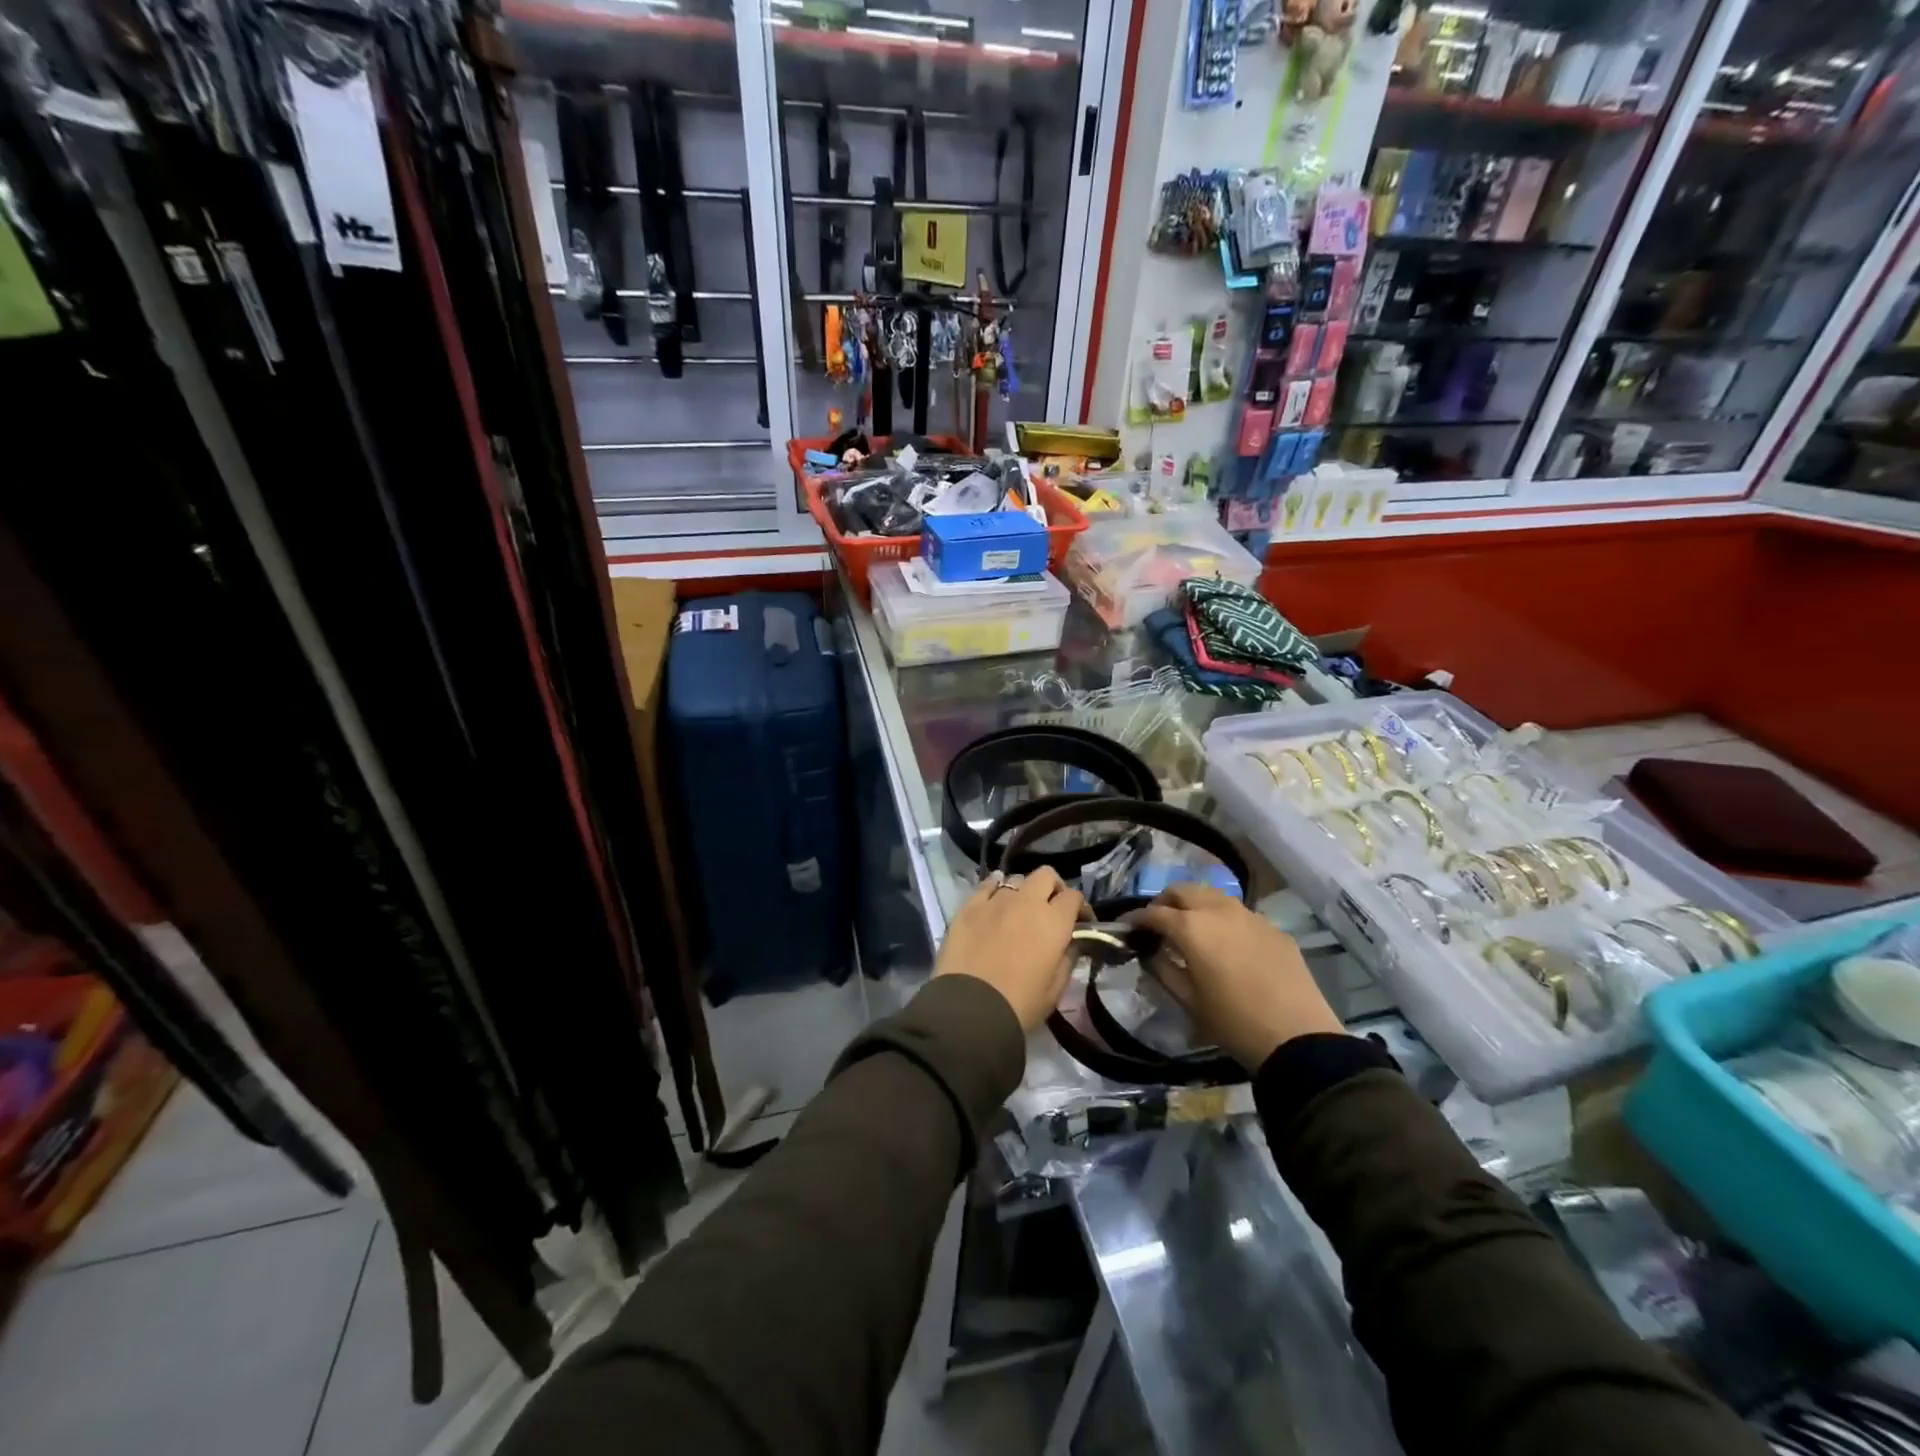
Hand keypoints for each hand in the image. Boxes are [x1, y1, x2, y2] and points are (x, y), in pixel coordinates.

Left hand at [934, 868, 1085, 1033]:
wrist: (970, 1010)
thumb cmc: (1020, 1004)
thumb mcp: (1056, 989)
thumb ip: (1068, 959)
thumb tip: (1071, 943)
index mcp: (1053, 922)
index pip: (1074, 897)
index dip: (1080, 907)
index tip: (1079, 922)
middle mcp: (1027, 902)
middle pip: (1045, 875)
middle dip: (1053, 888)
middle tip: (1050, 909)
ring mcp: (995, 900)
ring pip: (1015, 879)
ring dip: (1022, 891)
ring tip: (1018, 910)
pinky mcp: (969, 906)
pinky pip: (986, 885)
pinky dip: (994, 888)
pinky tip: (994, 899)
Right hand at [1129, 883, 1341, 1068]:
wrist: (1298, 1037)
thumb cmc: (1233, 1022)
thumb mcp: (1188, 1000)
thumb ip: (1162, 969)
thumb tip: (1151, 952)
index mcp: (1191, 927)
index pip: (1154, 913)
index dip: (1136, 918)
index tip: (1125, 927)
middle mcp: (1218, 910)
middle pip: (1183, 890)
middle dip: (1165, 902)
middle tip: (1158, 924)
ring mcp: (1250, 915)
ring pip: (1212, 895)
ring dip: (1194, 904)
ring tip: (1191, 928)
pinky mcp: (1273, 928)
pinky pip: (1239, 913)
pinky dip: (1223, 919)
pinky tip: (1226, 944)